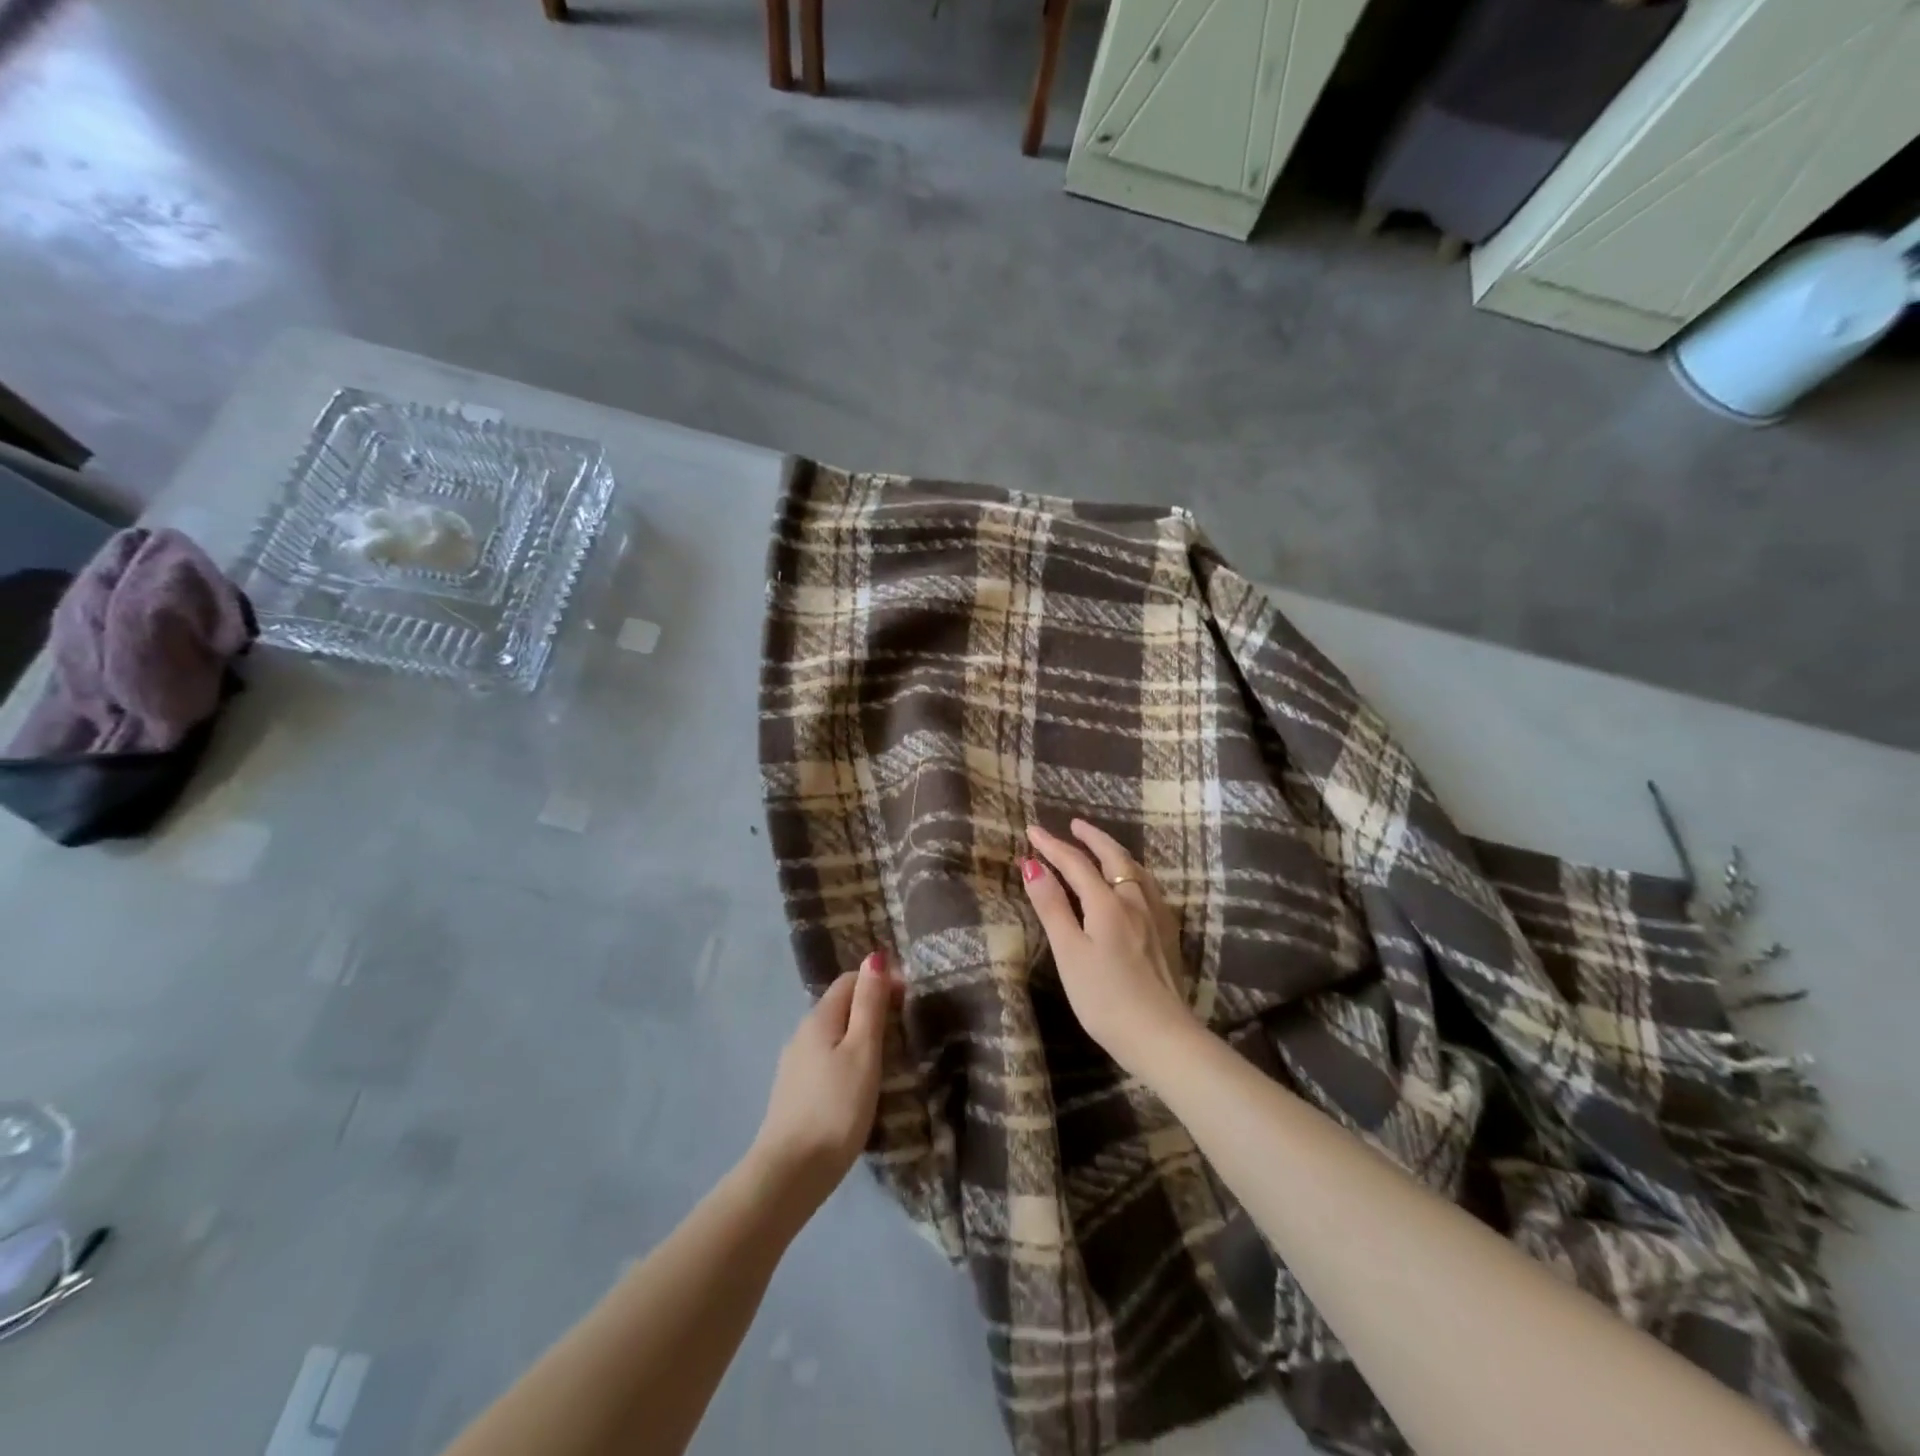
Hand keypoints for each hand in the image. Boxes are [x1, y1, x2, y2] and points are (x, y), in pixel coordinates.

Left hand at [750, 952, 897, 1207]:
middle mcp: (802, 1034)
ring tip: (888, 1057)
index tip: (909, 1000)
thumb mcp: (862, 1051)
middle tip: (904, 1029)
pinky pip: (826, 1061)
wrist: (790, 1173)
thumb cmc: (836, 1107)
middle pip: (840, 1007)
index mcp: (818, 1018)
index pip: (849, 981)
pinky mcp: (795, 1094)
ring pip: (833, 1036)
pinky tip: (859, 1084)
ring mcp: (795, 1066)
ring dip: (859, 1036)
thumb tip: (874, 956)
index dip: (879, 981)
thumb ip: (869, 1004)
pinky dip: (846, 1060)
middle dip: (871, 1008)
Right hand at [1022, 820, 1198, 1077]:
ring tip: (1102, 847)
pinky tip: (1133, 885)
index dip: (1052, 846)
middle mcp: (1134, 901)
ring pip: (1136, 871)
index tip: (1032, 830)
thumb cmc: (1104, 998)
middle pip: (1113, 858)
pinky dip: (1133, 872)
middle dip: (1092, 838)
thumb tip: (1032, 864)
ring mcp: (1156, 917)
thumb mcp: (1069, 953)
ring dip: (1115, 852)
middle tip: (1074, 825)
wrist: (1161, 1036)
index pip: (1075, 863)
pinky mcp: (1167, 934)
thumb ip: (1052, 907)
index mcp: (1108, 903)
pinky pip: (1148, 887)